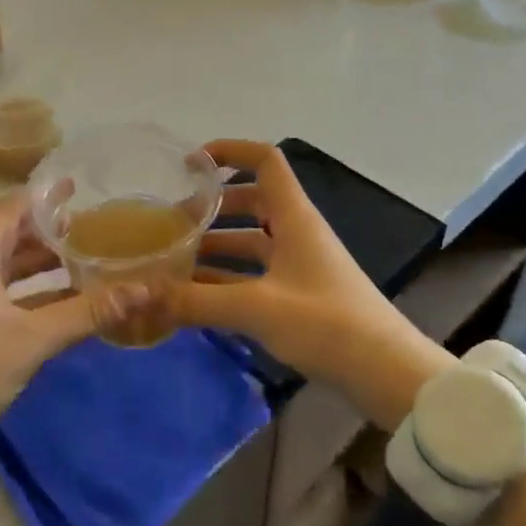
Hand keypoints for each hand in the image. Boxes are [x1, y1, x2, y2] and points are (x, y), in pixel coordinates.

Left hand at [0, 190, 92, 477]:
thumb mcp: (32, 340)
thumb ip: (88, 312)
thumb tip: (144, 289)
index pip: (11, 208)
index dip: (43, 195)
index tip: (78, 188)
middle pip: (10, 236)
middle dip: (49, 230)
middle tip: (91, 228)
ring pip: (7, 268)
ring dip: (41, 264)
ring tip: (83, 261)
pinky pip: (2, 295)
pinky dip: (31, 294)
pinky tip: (61, 304)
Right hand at [169, 140, 446, 426]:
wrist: (386, 373)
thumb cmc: (326, 323)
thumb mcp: (256, 309)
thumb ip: (195, 301)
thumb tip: (139, 295)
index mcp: (295, 218)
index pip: (265, 161)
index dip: (230, 152)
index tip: (190, 164)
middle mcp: (297, 233)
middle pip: (252, 201)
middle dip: (212, 207)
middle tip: (171, 223)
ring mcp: (300, 265)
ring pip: (252, 242)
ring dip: (216, 246)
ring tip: (174, 260)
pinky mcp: (301, 296)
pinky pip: (256, 275)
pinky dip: (228, 279)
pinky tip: (197, 297)